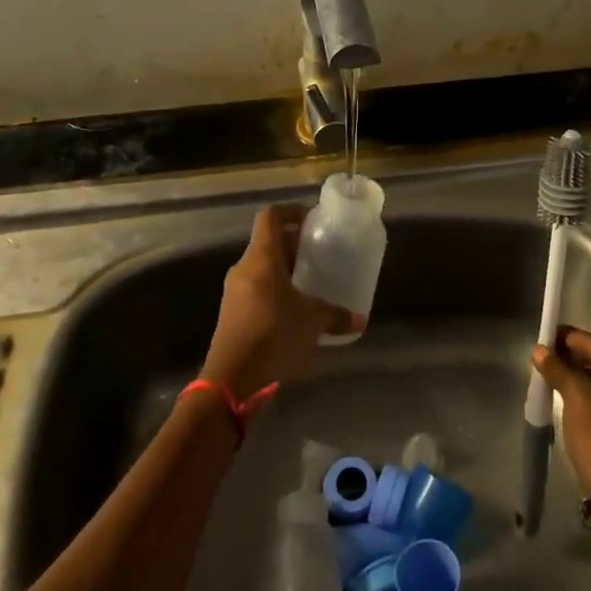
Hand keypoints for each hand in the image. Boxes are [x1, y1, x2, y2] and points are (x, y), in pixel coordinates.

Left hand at [202, 205, 360, 397]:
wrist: (231, 379)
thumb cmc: (273, 335)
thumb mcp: (312, 322)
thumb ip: (336, 315)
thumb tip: (359, 319)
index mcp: (262, 257)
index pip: (271, 216)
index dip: (291, 212)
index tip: (312, 221)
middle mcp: (244, 267)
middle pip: (267, 241)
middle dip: (293, 244)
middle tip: (318, 253)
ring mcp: (234, 290)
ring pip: (261, 266)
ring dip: (284, 268)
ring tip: (309, 281)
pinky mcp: (232, 311)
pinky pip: (255, 287)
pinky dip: (274, 289)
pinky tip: (293, 308)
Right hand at [531, 326, 590, 491]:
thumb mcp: (575, 394)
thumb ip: (557, 367)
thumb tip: (538, 350)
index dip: (566, 338)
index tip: (543, 334)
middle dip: (571, 358)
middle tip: (542, 355)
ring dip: (576, 376)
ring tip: (548, 371)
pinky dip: (586, 394)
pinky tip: (563, 391)